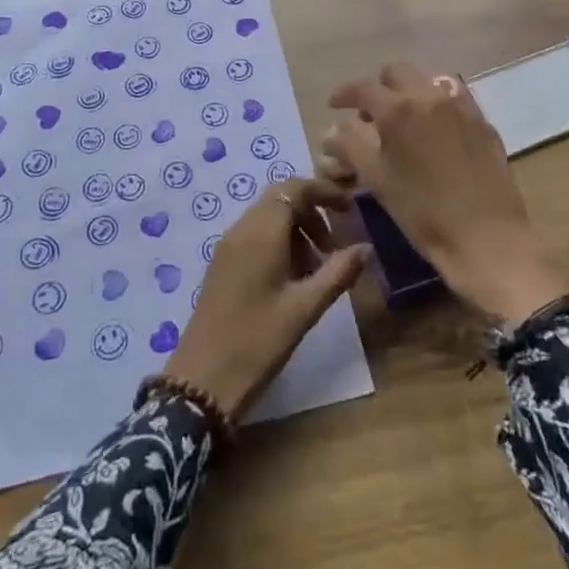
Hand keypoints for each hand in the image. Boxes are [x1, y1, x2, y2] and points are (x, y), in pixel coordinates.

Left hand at [166, 177, 371, 420]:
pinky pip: (254, 236)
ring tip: (317, 268)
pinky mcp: (221, 264)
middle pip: (280, 200)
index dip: (323, 192)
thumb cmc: (258, 341)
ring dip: (296, 230)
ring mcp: (228, 246)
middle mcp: (241, 229)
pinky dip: (278, 243)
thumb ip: (338, 273)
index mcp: (261, 232)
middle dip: (311, 212)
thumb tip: (366, 247)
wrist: (202, 379)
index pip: (293, 189)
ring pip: (267, 218)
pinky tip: (292, 279)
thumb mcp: (305, 308)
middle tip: (335, 244)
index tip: (349, 209)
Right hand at [326, 62, 568, 322]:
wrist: (488, 239)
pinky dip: (438, 104)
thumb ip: (350, 148)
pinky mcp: (483, 122)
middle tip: (370, 115)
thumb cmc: (424, 214)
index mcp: (399, 110)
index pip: (363, 88)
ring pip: (429, 80)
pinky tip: (435, 131)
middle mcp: (430, 96)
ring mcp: (462, 107)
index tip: (334, 106)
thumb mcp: (378, 181)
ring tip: (405, 120)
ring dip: (410, 92)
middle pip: (397, 72)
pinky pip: (455, 98)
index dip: (344, 94)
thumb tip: (332, 130)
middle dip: (379, 87)